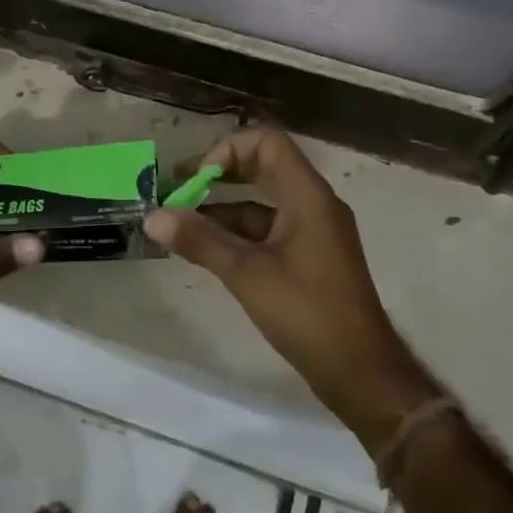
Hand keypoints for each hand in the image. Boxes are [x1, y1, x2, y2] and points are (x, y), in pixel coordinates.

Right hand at [144, 126, 441, 450]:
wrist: (360, 371)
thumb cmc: (307, 313)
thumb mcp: (247, 274)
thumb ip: (200, 241)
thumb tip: (153, 217)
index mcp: (307, 195)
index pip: (266, 141)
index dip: (226, 150)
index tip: (196, 179)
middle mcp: (313, 203)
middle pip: (263, 166)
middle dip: (219, 173)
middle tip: (179, 188)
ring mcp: (313, 230)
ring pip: (263, 201)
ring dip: (223, 207)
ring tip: (181, 224)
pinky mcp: (309, 256)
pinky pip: (269, 228)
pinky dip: (238, 232)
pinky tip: (207, 250)